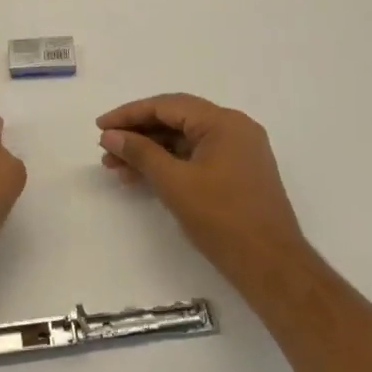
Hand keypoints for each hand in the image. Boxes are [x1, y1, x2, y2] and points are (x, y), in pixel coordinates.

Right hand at [98, 94, 308, 281]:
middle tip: (105, 148)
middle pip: (175, 120)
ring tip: (116, 168)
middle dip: (137, 134)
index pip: (167, 106)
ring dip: (149, 151)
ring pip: (183, 141)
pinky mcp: (237, 173)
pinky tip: (142, 178)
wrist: (271, 265)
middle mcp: (234, 129)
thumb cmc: (222, 218)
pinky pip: (195, 157)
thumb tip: (111, 135)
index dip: (129, 114)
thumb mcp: (174, 182)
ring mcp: (238, 152)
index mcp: (223, 122)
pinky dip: (168, 164)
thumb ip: (140, 153)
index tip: (100, 126)